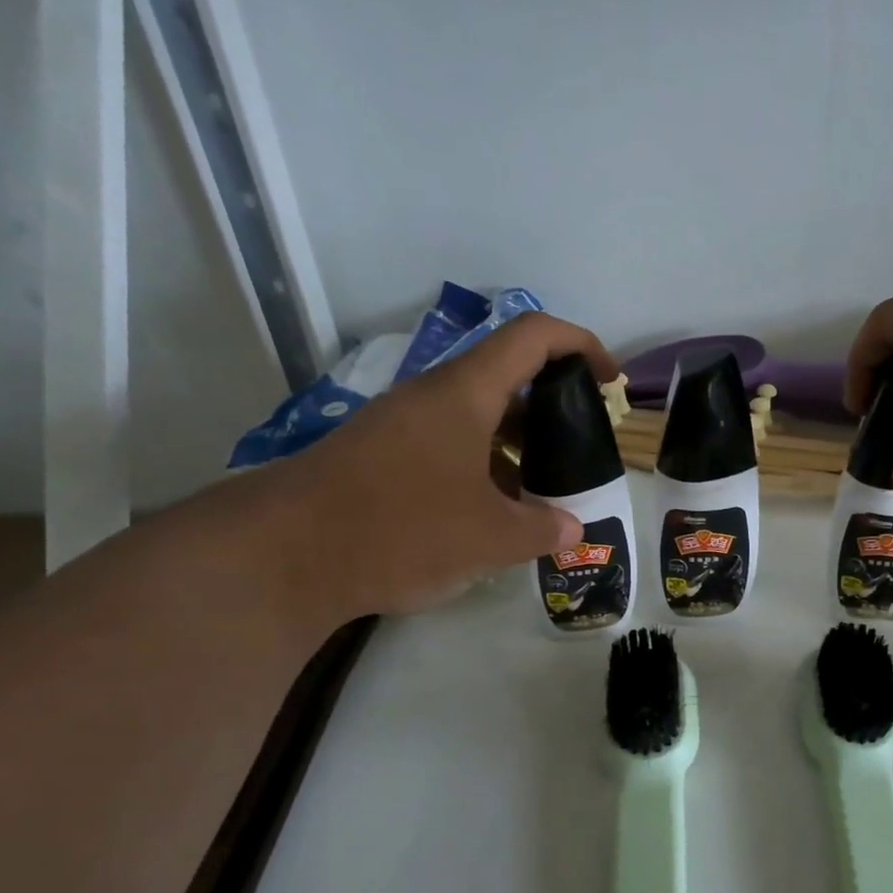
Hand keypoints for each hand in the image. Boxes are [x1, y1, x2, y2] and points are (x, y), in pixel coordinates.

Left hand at [261, 312, 616, 619]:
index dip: (581, 345)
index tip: (608, 383)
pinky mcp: (381, 458)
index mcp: (464, 394)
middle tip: (580, 451)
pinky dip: (483, 468)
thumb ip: (543, 530)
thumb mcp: (489, 537)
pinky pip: (448, 447)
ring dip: (518, 446)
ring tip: (544, 494)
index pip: (533, 335)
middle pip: (507, 377)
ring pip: (477, 418)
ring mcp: (402, 427)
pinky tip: (492, 516)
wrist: (284, 556)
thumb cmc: (400, 529)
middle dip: (554, 409)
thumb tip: (572, 529)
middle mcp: (432, 398)